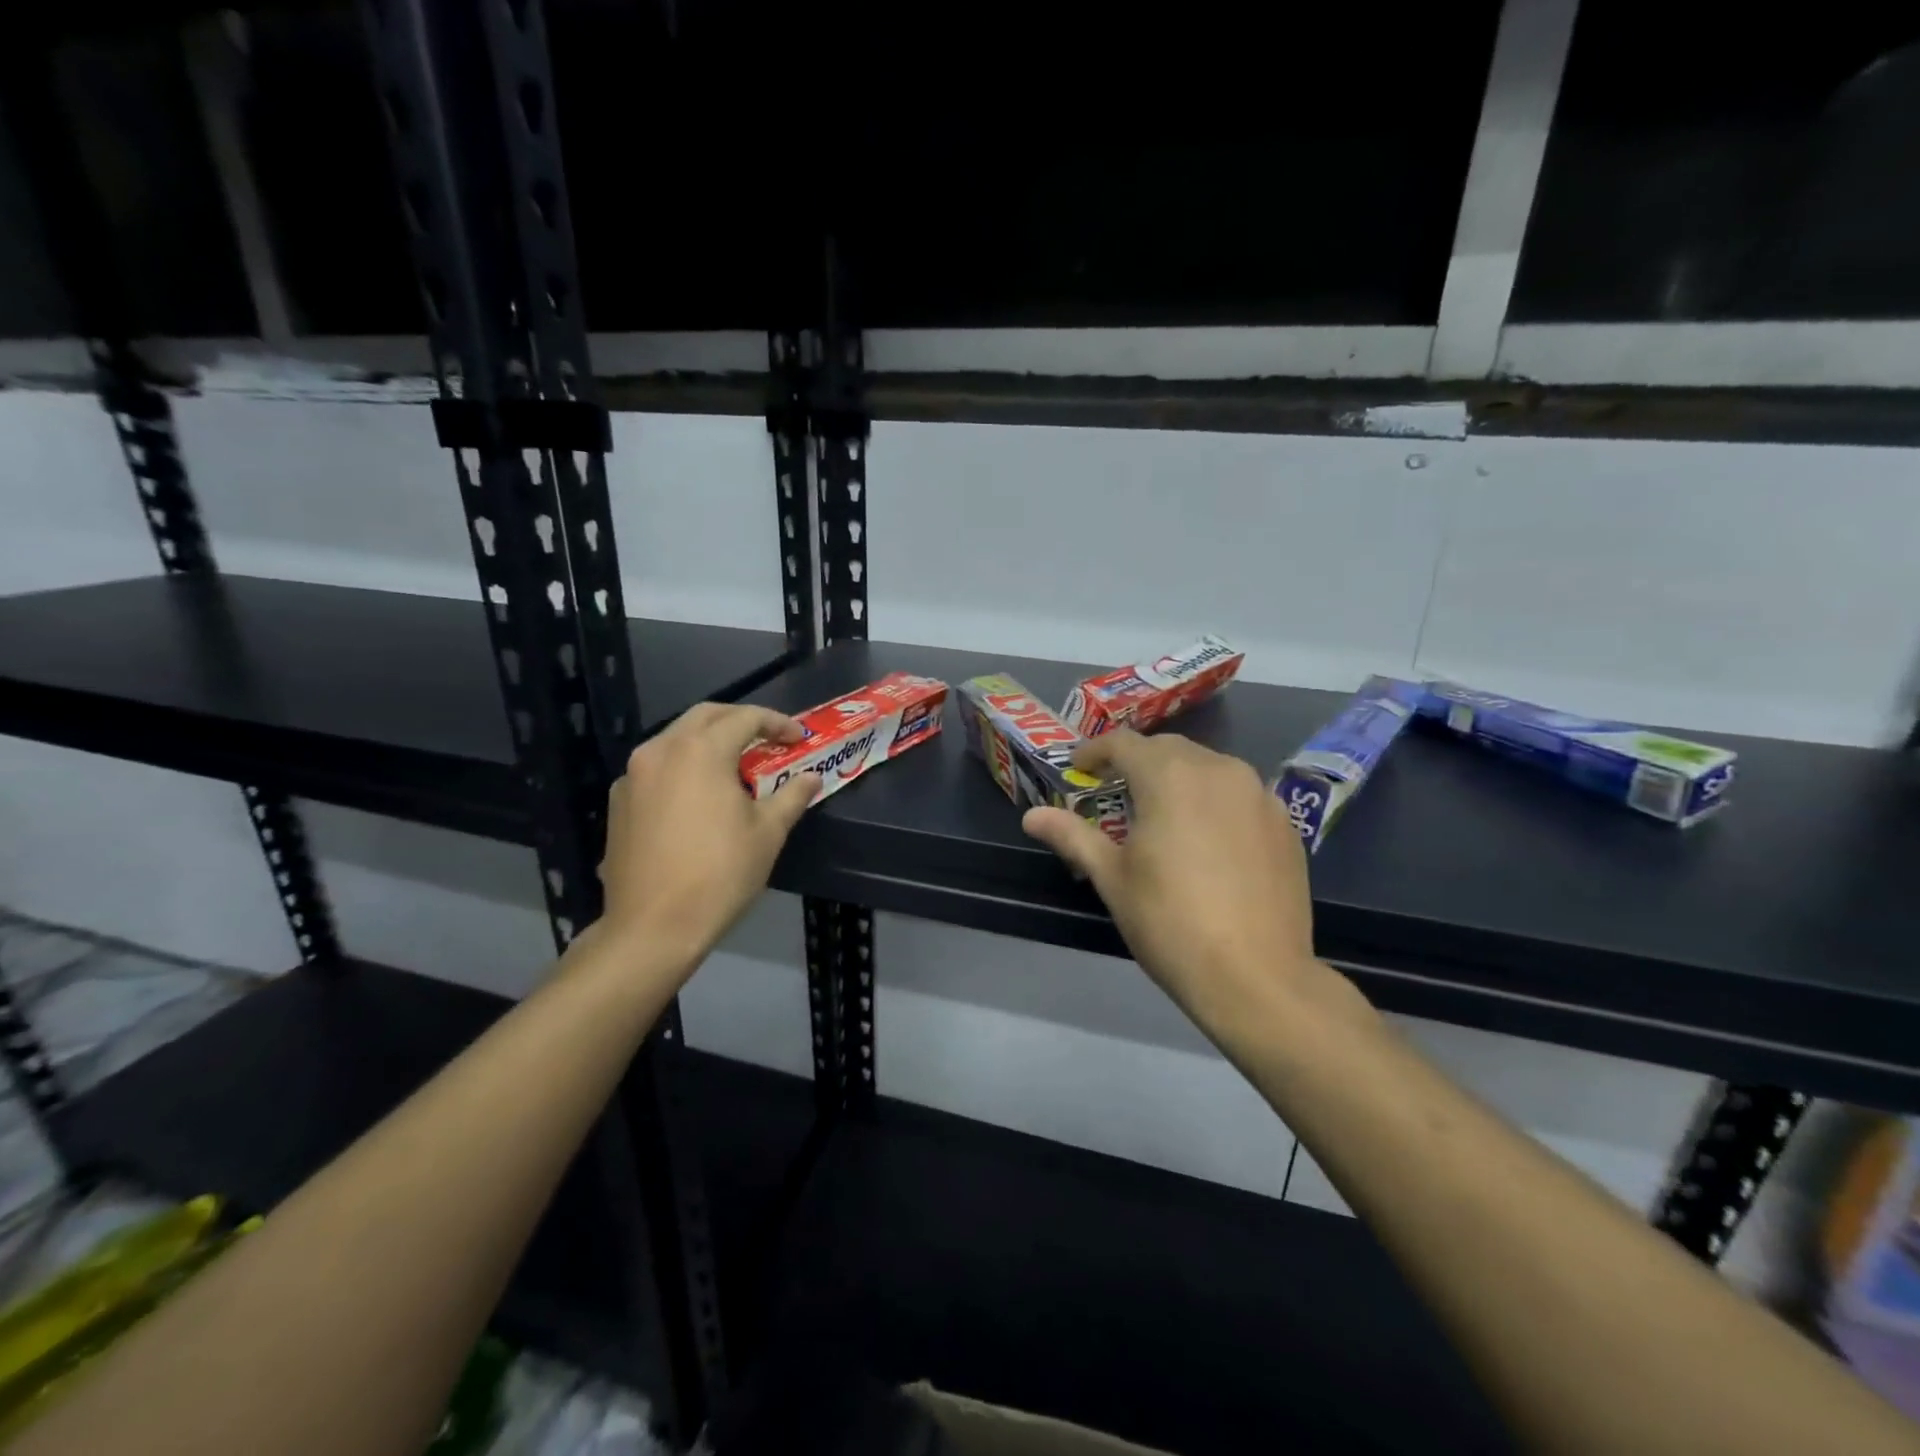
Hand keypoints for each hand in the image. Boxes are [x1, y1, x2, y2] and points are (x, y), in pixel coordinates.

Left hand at [597, 702, 818, 963]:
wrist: (653, 927)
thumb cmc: (720, 874)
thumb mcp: (768, 833)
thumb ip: (792, 795)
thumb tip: (812, 778)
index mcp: (700, 751)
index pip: (745, 718)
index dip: (777, 723)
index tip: (798, 738)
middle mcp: (661, 751)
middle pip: (705, 716)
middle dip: (740, 720)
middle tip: (767, 739)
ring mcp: (633, 775)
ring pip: (676, 739)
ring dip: (708, 741)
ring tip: (735, 765)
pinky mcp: (618, 801)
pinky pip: (657, 767)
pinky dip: (683, 766)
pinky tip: (698, 794)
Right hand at [1021, 729, 1324, 1040]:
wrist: (1256, 976)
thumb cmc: (1169, 922)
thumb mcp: (1111, 878)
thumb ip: (1072, 836)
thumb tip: (1031, 816)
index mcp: (1169, 776)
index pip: (1124, 743)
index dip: (1095, 751)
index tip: (1079, 768)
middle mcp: (1218, 770)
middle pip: (1168, 748)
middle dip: (1137, 762)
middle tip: (1115, 791)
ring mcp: (1259, 795)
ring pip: (1209, 767)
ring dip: (1178, 778)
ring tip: (1162, 814)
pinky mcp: (1284, 823)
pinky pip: (1240, 795)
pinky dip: (1215, 802)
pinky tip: (1208, 840)